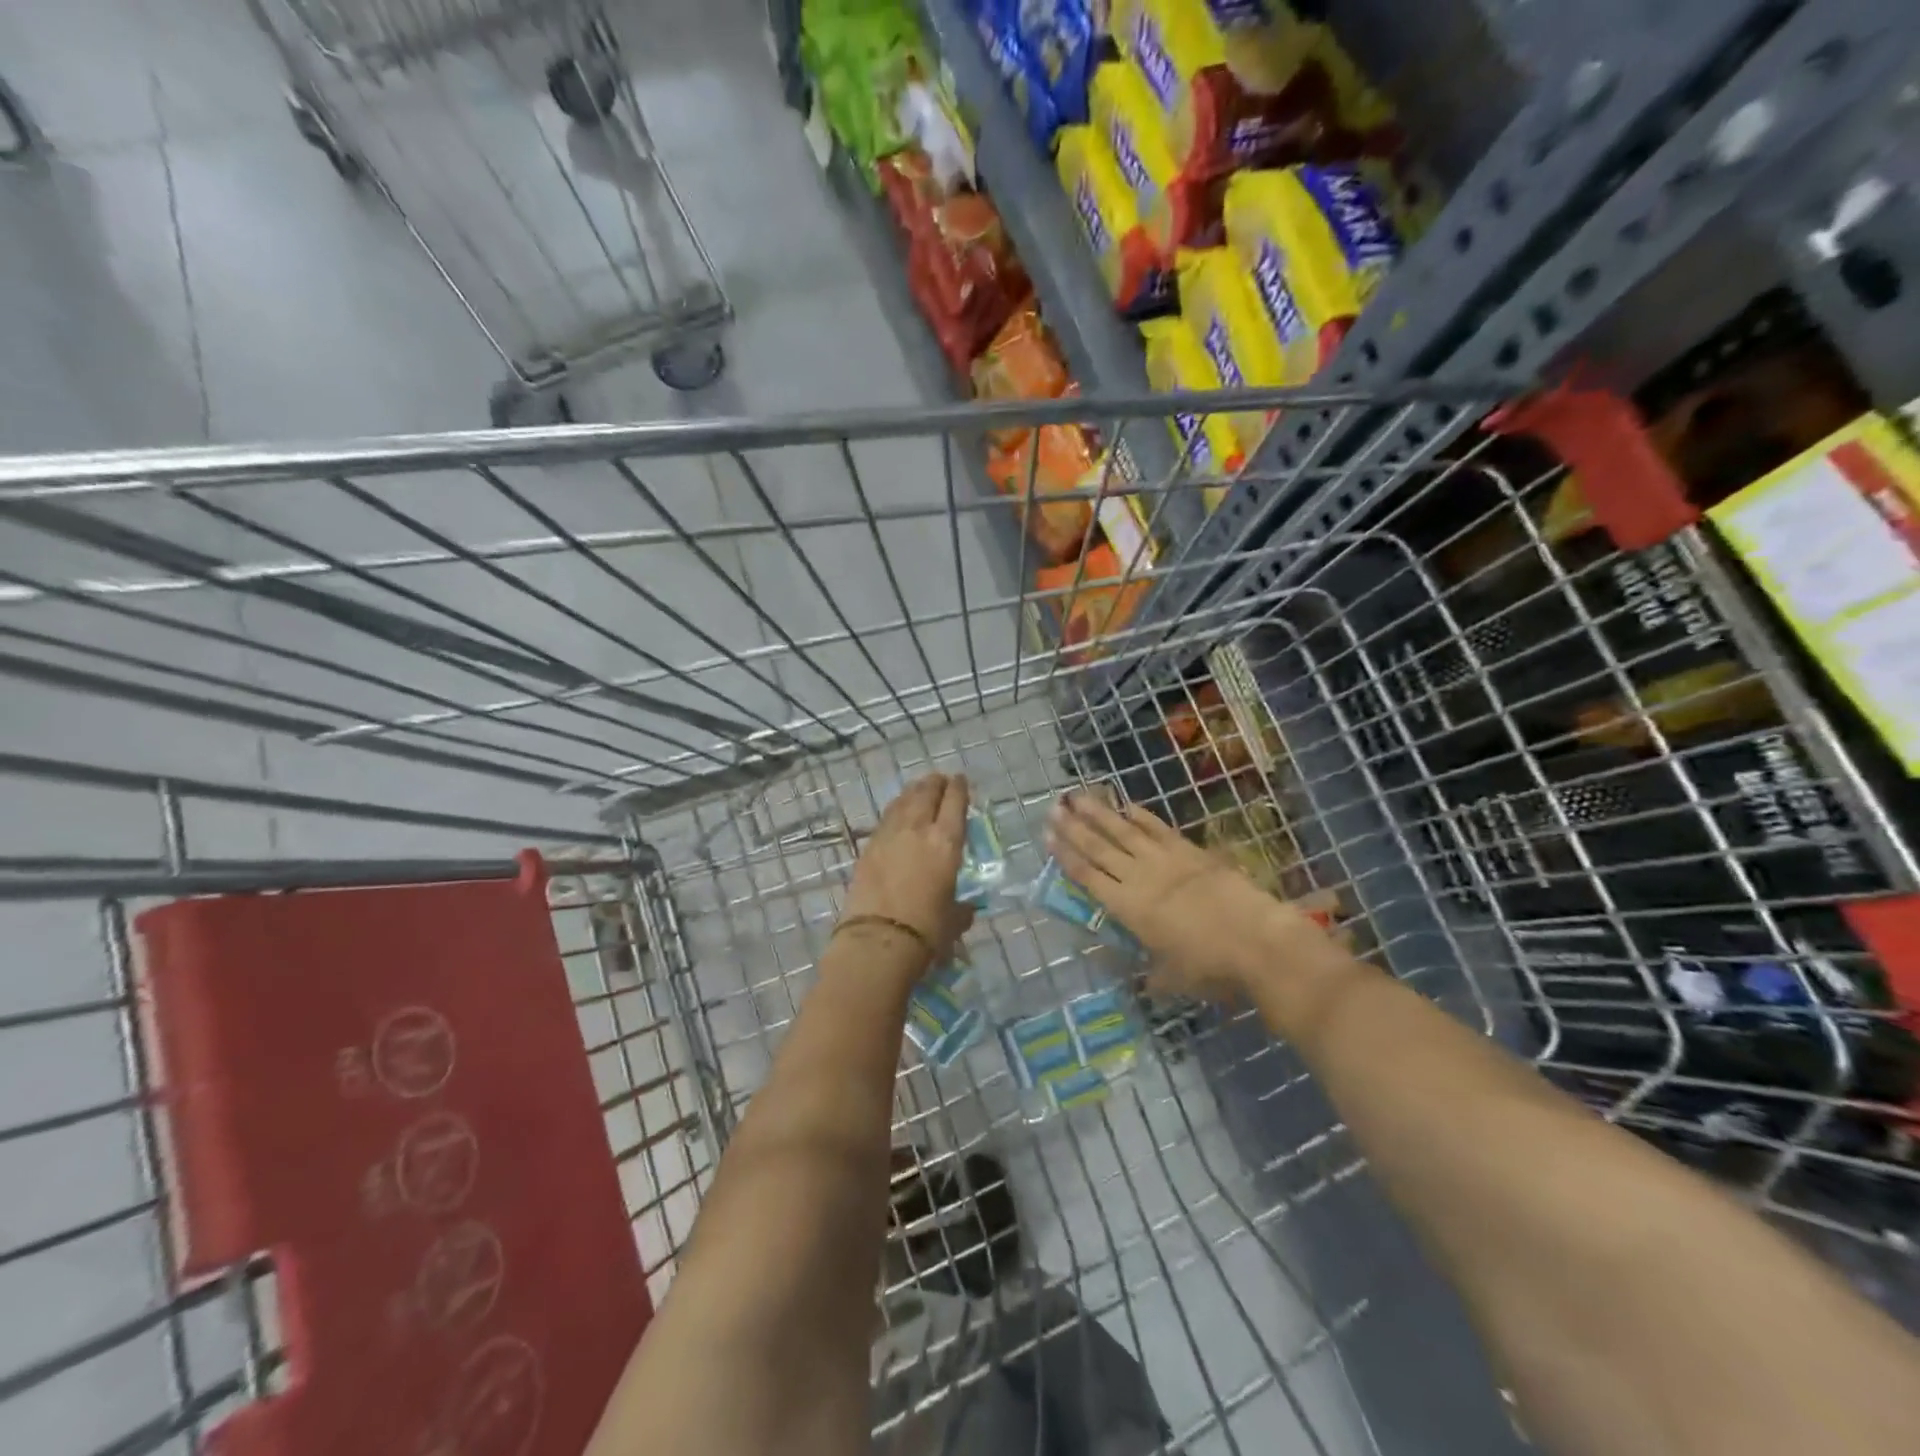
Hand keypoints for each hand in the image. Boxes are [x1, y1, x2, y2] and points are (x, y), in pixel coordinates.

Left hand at [843, 773, 971, 967]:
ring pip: (903, 801)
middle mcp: (919, 829)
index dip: (958, 788)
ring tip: (919, 788)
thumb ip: (962, 909)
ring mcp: (890, 835)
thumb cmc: (926, 931)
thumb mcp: (953, 920)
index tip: (960, 781)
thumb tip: (966, 909)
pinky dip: (896, 809)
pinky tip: (897, 811)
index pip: (955, 802)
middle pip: (926, 793)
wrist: (878, 940)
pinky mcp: (868, 846)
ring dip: (914, 791)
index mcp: (947, 842)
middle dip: (935, 783)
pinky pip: (886, 817)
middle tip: (940, 780)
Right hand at [1044, 791, 1323, 1001]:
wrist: (1257, 940)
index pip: (1088, 876)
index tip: (1047, 836)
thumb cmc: (1210, 966)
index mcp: (1128, 908)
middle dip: (1073, 828)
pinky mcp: (1191, 851)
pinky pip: (1159, 829)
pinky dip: (1141, 816)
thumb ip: (1154, 975)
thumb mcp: (1174, 978)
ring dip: (1099, 813)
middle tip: (1052, 808)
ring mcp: (1166, 860)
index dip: (1065, 856)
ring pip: (1124, 831)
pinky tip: (1127, 805)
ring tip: (1078, 795)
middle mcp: (1139, 878)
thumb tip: (1146, 981)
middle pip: (1099, 848)